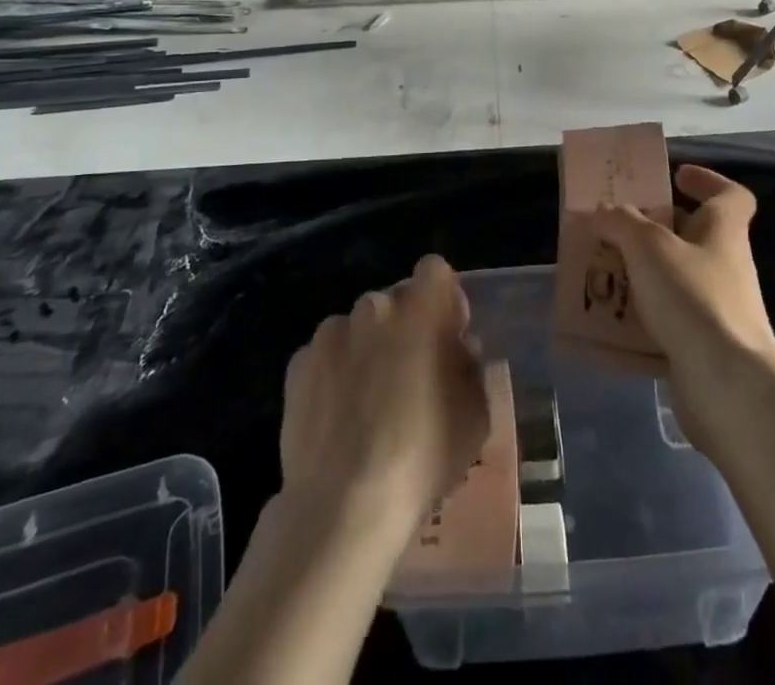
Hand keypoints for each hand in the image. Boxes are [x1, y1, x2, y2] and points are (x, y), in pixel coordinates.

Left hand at [279, 254, 490, 539]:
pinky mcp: (298, 364)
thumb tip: (458, 350)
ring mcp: (331, 333)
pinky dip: (333, 375)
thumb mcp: (476, 414)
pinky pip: (325, 357)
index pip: (436, 270)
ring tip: (368, 403)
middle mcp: (374, 306)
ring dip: (367, 349)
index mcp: (422, 307)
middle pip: (395, 302)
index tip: (448, 337)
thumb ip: (470, 367)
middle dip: (405, 327)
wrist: (344, 504)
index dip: (444, 299)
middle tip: (410, 376)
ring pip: (358, 328)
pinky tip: (338, 418)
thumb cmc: (424, 454)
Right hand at [590, 165, 774, 449]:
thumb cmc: (694, 298)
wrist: (730, 387)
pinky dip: (640, 320)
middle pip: (693, 235)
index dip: (706, 180)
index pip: (730, 195)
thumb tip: (604, 211)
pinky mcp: (703, 347)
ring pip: (675, 280)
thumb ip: (622, 222)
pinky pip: (667, 323)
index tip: (675, 176)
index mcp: (723, 231)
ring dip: (641, 274)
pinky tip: (608, 324)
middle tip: (616, 226)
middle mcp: (725, 265)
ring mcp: (717, 309)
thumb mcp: (649, 247)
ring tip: (602, 272)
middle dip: (655, 229)